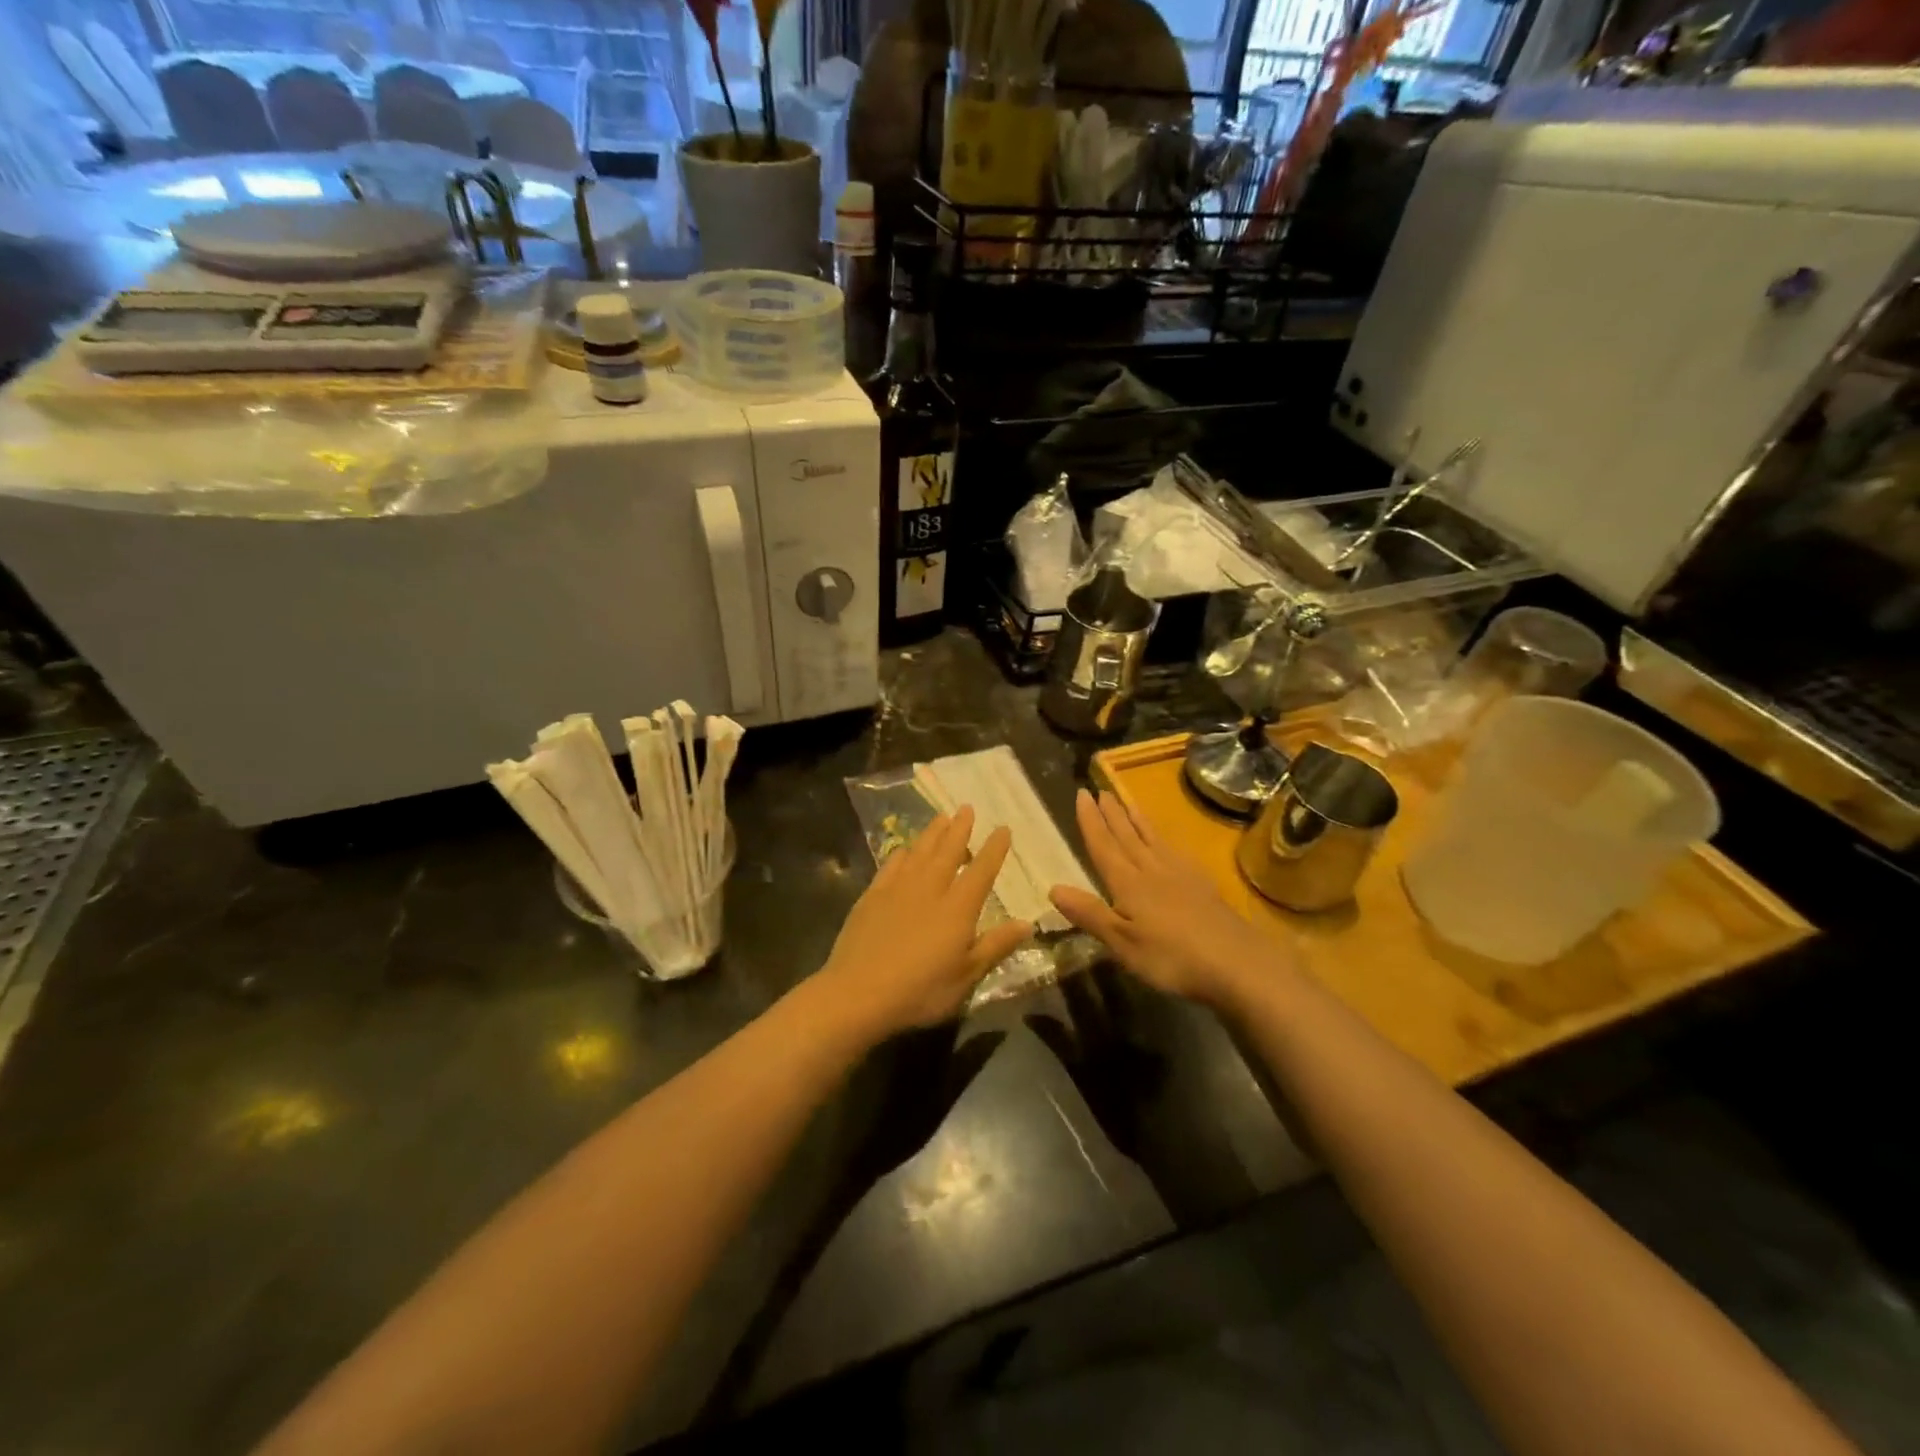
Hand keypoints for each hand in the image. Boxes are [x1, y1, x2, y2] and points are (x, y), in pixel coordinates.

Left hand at [821, 807, 1034, 1036]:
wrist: (858, 993)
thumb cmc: (920, 990)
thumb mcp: (967, 976)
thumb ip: (996, 946)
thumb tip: (1027, 923)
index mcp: (958, 907)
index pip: (982, 870)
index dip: (994, 849)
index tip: (1003, 829)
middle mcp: (930, 888)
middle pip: (948, 851)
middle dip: (960, 828)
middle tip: (966, 808)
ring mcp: (898, 889)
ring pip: (920, 851)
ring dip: (932, 833)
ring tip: (941, 817)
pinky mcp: (872, 896)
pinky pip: (891, 865)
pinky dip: (901, 853)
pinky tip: (904, 849)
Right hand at [1050, 788, 1292, 1006]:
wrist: (1237, 962)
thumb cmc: (1171, 956)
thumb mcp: (1122, 942)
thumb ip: (1089, 913)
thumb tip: (1052, 887)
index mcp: (1128, 882)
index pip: (1103, 845)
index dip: (1090, 821)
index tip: (1081, 794)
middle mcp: (1151, 869)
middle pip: (1127, 835)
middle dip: (1111, 813)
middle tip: (1100, 789)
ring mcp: (1180, 873)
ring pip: (1151, 837)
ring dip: (1135, 817)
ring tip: (1125, 799)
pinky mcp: (1201, 883)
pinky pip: (1174, 849)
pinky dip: (1162, 837)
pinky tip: (1165, 840)